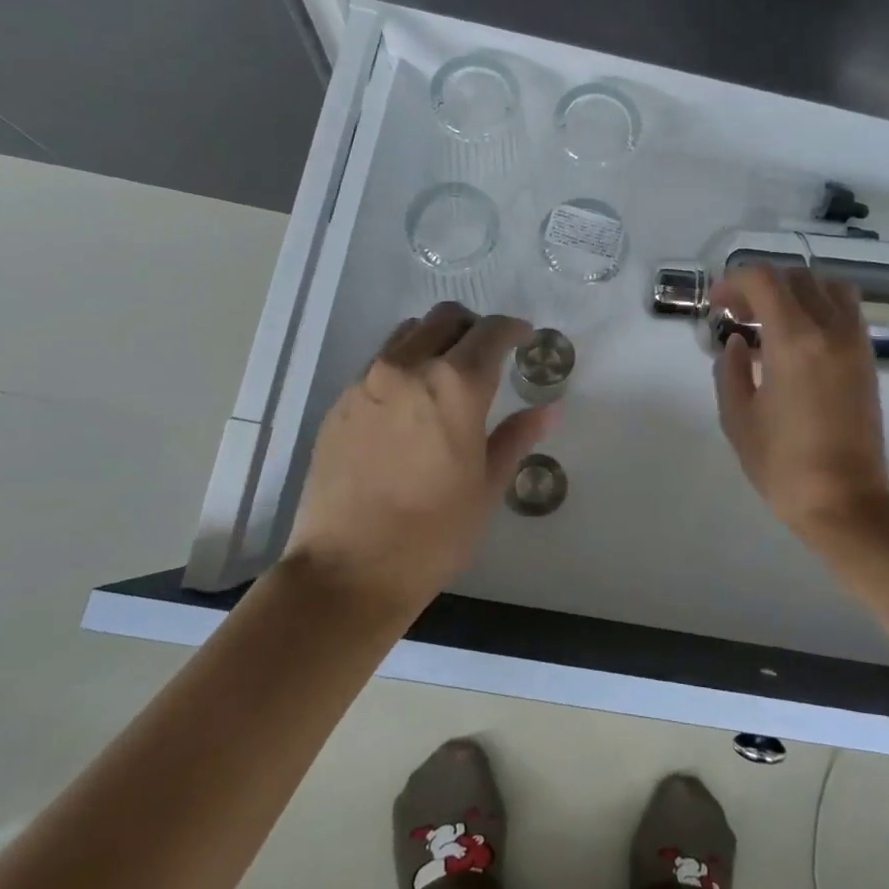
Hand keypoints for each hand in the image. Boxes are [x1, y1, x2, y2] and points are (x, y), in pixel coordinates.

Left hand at [284, 302, 550, 611]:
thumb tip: (549, 410)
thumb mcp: (487, 486)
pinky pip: (378, 363)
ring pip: (407, 334)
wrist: (348, 570)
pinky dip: (403, 366)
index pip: (491, 332)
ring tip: (447, 376)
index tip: (524, 338)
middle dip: (474, 327)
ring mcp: (367, 382)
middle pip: (445, 318)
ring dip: (435, 340)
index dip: (514, 329)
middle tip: (489, 355)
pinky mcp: (340, 404)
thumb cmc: (433, 534)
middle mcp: (408, 369)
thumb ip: (516, 437)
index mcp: (455, 386)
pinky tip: (410, 407)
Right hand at [711, 267, 888, 543]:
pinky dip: (818, 307)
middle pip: (796, 277)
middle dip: (760, 286)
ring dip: (794, 291)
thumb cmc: (783, 464)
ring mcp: (855, 342)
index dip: (733, 282)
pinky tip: (797, 339)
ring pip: (827, 287)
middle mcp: (830, 329)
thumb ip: (730, 370)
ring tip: (771, 319)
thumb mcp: (738, 418)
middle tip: (736, 313)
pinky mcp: (867, 358)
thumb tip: (737, 343)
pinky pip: (845, 310)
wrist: (845, 500)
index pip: (764, 280)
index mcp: (794, 340)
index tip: (716, 305)